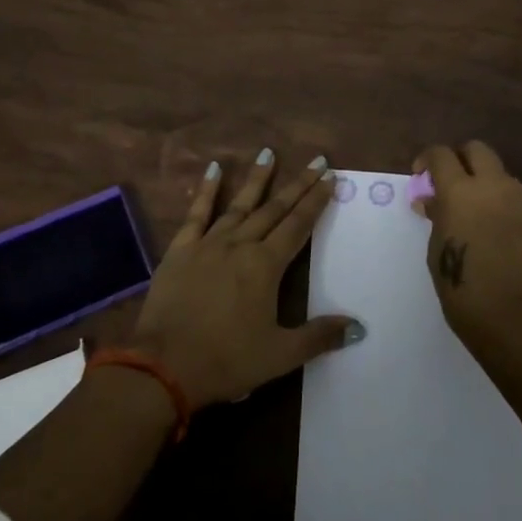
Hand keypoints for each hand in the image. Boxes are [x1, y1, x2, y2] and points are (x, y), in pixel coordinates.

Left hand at [130, 147, 361, 410]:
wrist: (163, 367)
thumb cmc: (226, 360)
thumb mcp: (280, 355)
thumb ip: (319, 337)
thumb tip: (358, 327)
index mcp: (266, 265)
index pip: (299, 225)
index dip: (316, 200)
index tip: (330, 177)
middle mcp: (241, 244)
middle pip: (275, 208)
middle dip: (298, 185)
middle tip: (316, 161)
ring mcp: (208, 243)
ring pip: (239, 204)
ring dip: (257, 179)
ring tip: (269, 152)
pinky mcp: (181, 250)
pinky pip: (197, 213)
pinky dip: (207, 190)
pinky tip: (214, 168)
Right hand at [414, 140, 521, 351]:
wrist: (519, 322)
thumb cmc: (465, 292)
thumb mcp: (437, 253)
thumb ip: (437, 217)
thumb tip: (434, 200)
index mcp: (461, 192)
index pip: (441, 155)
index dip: (428, 160)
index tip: (423, 176)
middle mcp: (496, 186)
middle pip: (478, 150)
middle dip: (463, 160)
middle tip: (456, 185)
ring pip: (506, 180)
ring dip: (492, 192)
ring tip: (489, 226)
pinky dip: (516, 215)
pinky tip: (513, 243)